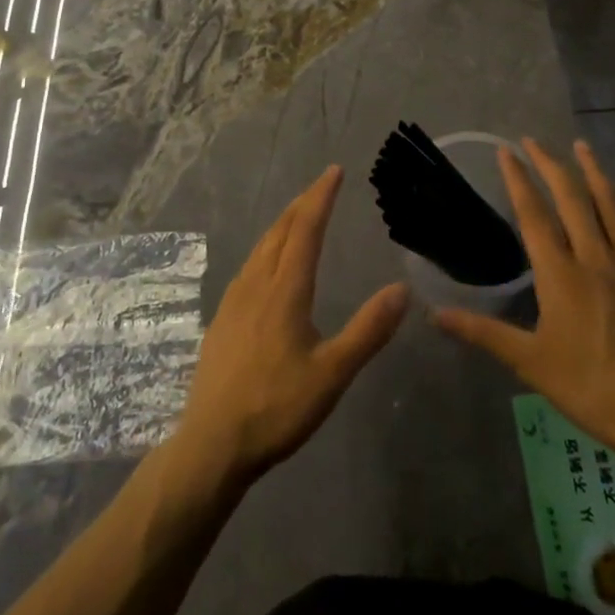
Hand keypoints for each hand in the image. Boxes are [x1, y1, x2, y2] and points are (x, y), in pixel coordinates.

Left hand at [175, 165, 408, 488]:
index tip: (334, 171)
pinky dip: (267, 247)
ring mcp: (234, 300)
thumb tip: (402, 289)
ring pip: (261, 247)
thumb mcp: (332, 373)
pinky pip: (249, 266)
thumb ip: (368, 330)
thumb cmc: (276, 408)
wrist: (212, 443)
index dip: (321, 197)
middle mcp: (257, 284)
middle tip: (321, 185)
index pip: (306, 229)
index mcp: (285, 290)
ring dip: (283, 223)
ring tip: (298, 214)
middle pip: (280, 230)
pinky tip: (267, 263)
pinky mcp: (222, 319)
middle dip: (302, 203)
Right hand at [434, 139, 614, 468]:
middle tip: (533, 140)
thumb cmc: (591, 388)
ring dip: (593, 171)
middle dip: (550, 165)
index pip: (534, 215)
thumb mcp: (531, 364)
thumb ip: (483, 334)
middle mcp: (594, 258)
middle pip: (572, 199)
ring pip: (609, 206)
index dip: (518, 180)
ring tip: (581, 145)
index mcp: (561, 274)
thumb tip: (435, 315)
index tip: (506, 152)